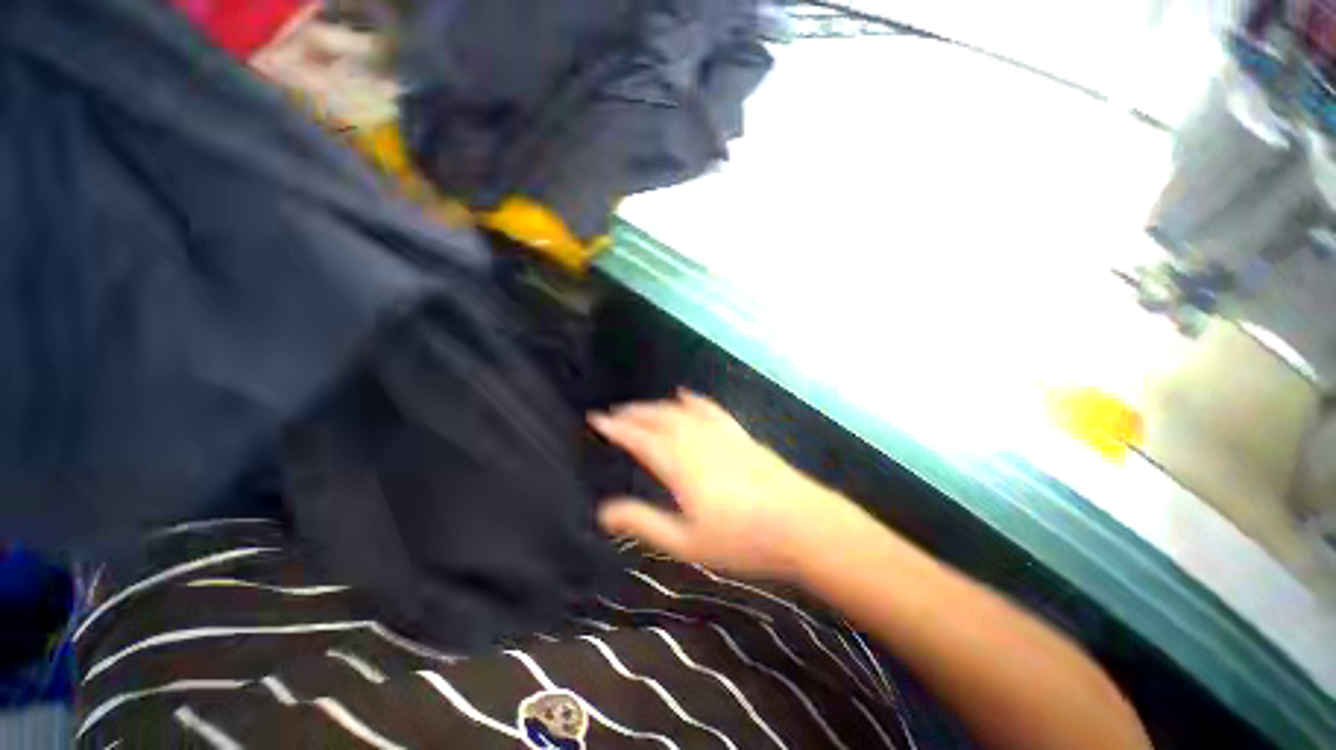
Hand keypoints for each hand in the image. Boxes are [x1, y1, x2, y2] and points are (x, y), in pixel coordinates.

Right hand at [589, 390, 867, 579]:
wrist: (802, 525)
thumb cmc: (742, 540)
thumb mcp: (686, 542)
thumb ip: (643, 522)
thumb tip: (603, 511)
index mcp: (680, 465)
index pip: (639, 439)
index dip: (616, 428)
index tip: (597, 418)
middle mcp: (697, 441)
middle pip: (658, 419)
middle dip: (633, 413)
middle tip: (614, 412)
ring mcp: (721, 434)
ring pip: (681, 411)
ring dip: (657, 406)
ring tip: (641, 407)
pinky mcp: (739, 435)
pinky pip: (711, 409)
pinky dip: (694, 400)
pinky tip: (685, 394)